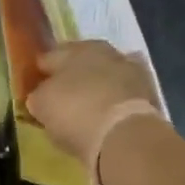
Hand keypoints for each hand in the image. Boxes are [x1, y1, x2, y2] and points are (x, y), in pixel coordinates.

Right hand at [26, 41, 162, 167]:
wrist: (125, 135)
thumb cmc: (75, 112)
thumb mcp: (42, 105)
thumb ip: (38, 96)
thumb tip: (40, 96)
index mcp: (75, 49)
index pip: (50, 57)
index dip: (41, 73)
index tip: (35, 88)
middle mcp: (105, 52)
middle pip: (81, 63)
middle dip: (72, 77)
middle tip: (62, 97)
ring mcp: (131, 72)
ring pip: (106, 78)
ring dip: (97, 89)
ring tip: (86, 109)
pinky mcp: (149, 95)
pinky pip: (124, 97)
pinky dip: (115, 104)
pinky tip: (107, 117)